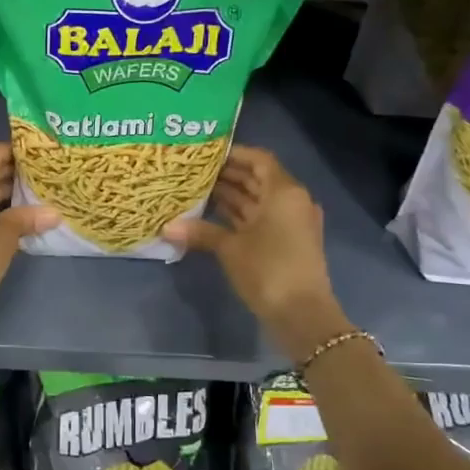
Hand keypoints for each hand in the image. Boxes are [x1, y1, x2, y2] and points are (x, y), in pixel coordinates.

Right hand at [163, 147, 348, 359]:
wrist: (302, 315)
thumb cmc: (268, 270)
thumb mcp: (230, 249)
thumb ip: (201, 232)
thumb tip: (166, 227)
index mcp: (284, 192)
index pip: (259, 159)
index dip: (234, 154)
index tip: (206, 154)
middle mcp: (291, 201)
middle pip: (258, 179)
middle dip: (228, 175)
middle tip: (194, 172)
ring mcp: (291, 223)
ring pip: (258, 201)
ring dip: (232, 196)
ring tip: (197, 191)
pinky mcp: (287, 242)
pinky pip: (261, 219)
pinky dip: (239, 216)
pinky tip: (212, 218)